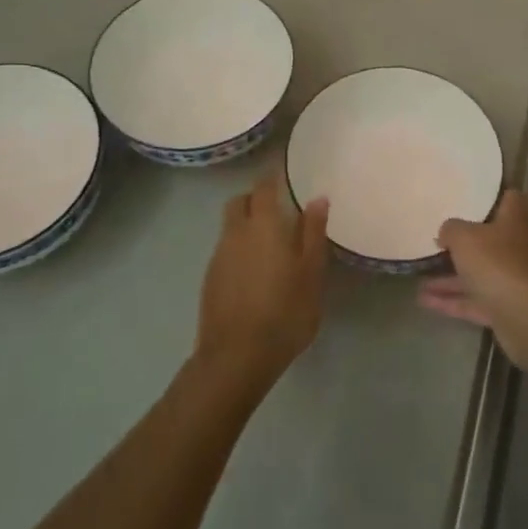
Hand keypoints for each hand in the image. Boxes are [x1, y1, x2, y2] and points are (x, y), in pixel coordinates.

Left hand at [195, 177, 330, 391]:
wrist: (236, 356)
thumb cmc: (284, 312)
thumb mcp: (311, 273)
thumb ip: (313, 233)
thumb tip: (317, 198)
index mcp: (262, 225)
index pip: (263, 187)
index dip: (272, 176)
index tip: (283, 172)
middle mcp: (235, 233)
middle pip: (239, 202)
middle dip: (255, 198)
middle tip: (278, 209)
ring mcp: (218, 256)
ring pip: (230, 227)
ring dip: (246, 225)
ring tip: (270, 245)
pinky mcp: (209, 279)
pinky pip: (225, 250)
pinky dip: (239, 250)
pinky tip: (255, 272)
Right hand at [419, 190, 527, 365]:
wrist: (526, 317)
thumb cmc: (497, 263)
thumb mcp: (464, 237)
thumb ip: (451, 229)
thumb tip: (446, 232)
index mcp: (514, 222)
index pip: (511, 200)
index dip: (495, 196)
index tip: (473, 197)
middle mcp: (517, 249)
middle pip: (491, 240)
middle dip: (465, 243)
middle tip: (438, 240)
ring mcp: (512, 281)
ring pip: (478, 274)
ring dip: (450, 278)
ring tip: (419, 277)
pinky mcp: (505, 309)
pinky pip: (474, 301)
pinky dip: (452, 301)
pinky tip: (424, 301)